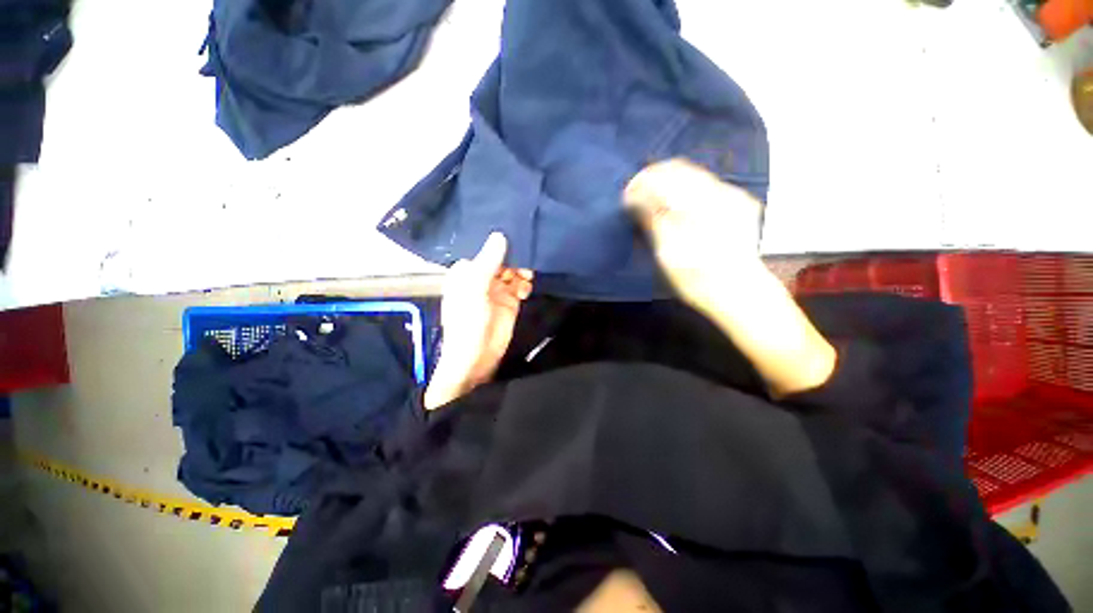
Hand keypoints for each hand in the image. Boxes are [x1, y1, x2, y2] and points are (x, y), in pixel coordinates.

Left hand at [424, 233, 533, 409]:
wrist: (476, 359)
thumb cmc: (467, 322)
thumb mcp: (475, 289)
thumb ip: (488, 262)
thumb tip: (499, 235)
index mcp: (466, 272)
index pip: (484, 250)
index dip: (499, 243)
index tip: (515, 233)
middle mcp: (482, 278)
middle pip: (502, 259)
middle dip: (514, 256)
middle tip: (527, 256)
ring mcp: (497, 290)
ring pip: (513, 271)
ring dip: (521, 270)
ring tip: (527, 275)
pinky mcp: (510, 302)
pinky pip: (520, 286)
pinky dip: (525, 284)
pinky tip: (525, 289)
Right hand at [626, 159, 834, 396]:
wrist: (741, 293)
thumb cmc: (698, 279)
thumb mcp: (667, 253)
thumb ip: (653, 220)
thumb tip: (635, 198)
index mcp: (695, 205)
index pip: (662, 176)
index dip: (640, 183)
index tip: (627, 198)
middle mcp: (716, 193)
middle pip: (679, 170)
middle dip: (654, 181)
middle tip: (639, 200)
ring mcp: (731, 197)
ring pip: (693, 176)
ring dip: (670, 185)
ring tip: (655, 205)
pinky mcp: (739, 204)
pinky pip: (706, 187)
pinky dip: (686, 193)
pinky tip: (680, 211)